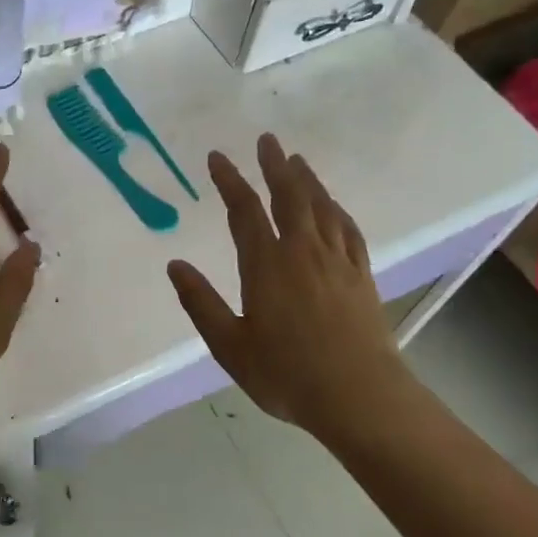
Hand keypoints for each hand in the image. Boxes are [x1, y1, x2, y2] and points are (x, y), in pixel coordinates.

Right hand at [167, 134, 406, 437]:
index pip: (244, 211)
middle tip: (267, 140)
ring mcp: (337, 261)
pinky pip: (348, 229)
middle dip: (274, 166)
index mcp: (267, 265)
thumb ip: (200, 303)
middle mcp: (302, 252)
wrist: (360, 396)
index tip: (217, 157)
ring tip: (296, 160)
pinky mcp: (362, 275)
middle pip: (289, 196)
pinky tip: (333, 205)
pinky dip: (337, 210)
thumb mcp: (230, 345)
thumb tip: (175, 265)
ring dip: (307, 180)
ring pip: (321, 207)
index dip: (230, 181)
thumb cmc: (287, 374)